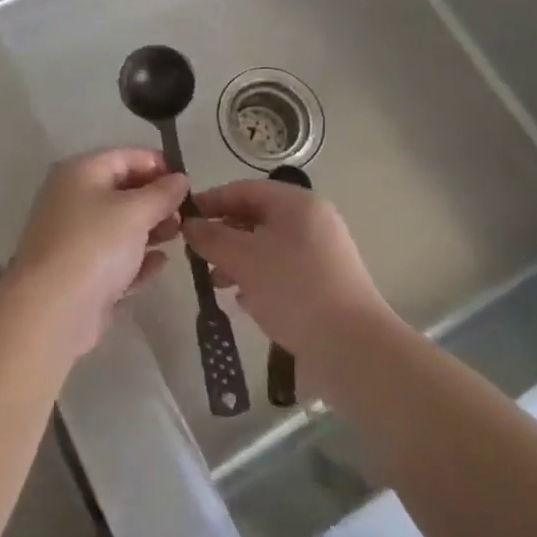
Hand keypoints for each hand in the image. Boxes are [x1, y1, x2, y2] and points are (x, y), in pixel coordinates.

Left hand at [5, 149, 187, 357]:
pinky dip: (137, 258)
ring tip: (179, 236)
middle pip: (122, 190)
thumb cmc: (95, 245)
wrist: (52, 310)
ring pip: (119, 225)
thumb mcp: (135, 212)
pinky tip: (160, 264)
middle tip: (187, 213)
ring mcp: (74, 237)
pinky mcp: (80, 271)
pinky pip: (114, 257)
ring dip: (150, 228)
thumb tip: (181, 178)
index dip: (158, 164)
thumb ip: (162, 193)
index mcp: (80, 172)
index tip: (188, 181)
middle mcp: (73, 198)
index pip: (125, 156)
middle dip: (156, 199)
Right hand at [183, 180, 391, 358]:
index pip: (244, 189)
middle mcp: (312, 220)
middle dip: (223, 235)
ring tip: (217, 283)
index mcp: (296, 203)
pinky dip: (260, 279)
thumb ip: (211, 237)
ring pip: (268, 246)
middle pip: (256, 217)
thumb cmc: (293, 289)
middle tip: (197, 255)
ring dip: (238, 260)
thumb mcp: (243, 258)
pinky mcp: (326, 283)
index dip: (211, 201)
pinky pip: (284, 270)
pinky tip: (244, 300)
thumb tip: (189, 224)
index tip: (183, 219)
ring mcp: (323, 253)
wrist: (353, 347)